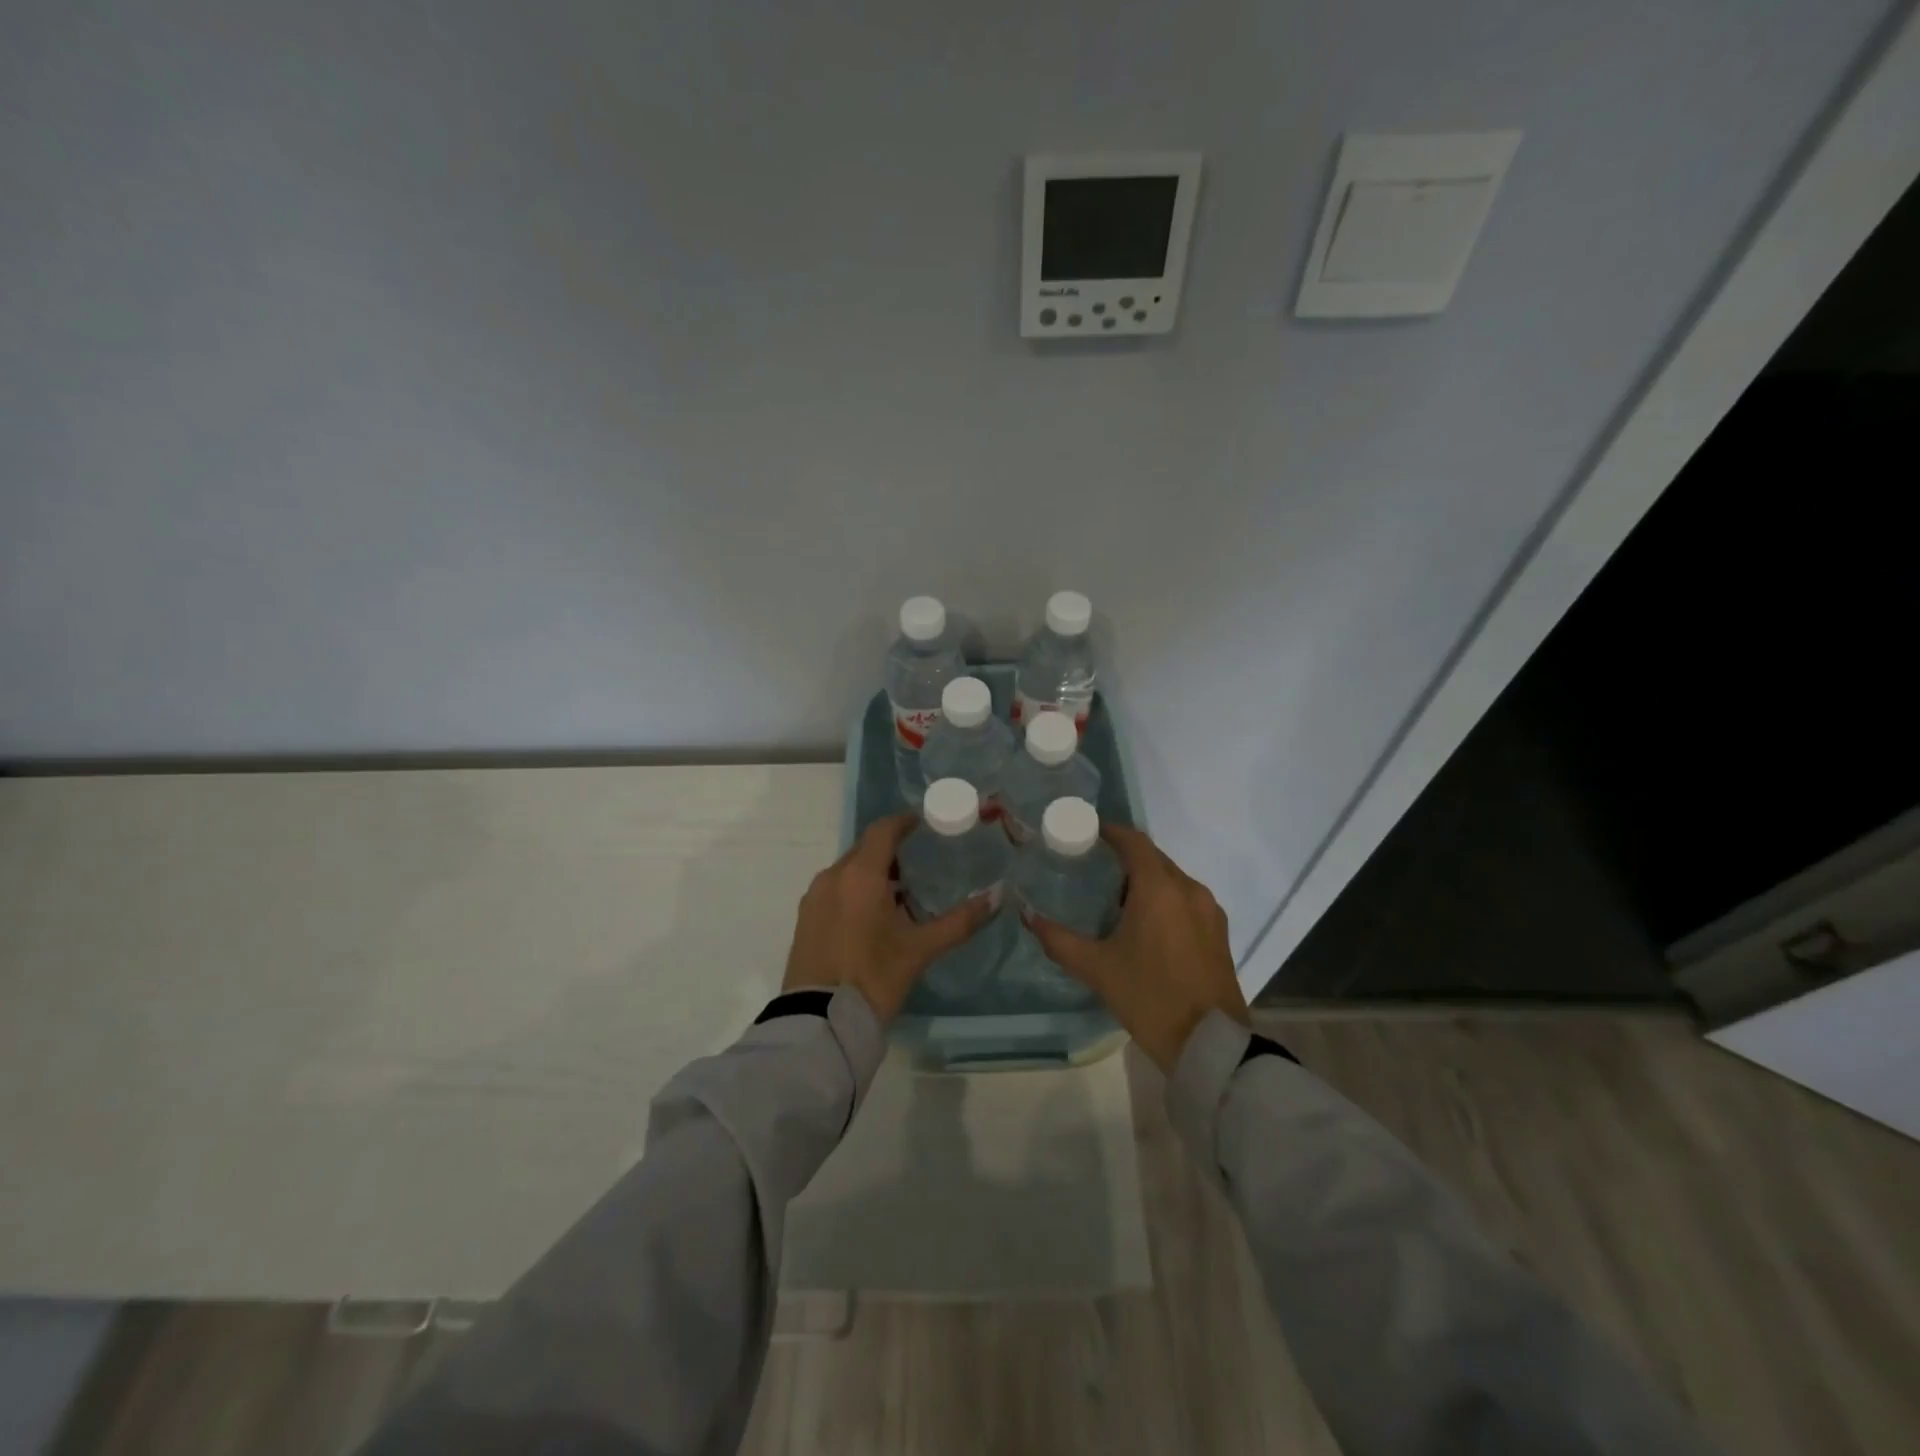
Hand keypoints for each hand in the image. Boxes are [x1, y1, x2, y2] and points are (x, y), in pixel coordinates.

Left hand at [782, 811, 995, 1023]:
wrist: (819, 1024)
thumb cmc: (874, 977)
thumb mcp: (921, 948)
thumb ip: (960, 920)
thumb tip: (998, 896)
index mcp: (860, 875)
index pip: (883, 830)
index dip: (905, 822)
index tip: (927, 823)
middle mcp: (832, 877)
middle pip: (865, 849)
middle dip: (892, 850)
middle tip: (922, 861)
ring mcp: (814, 898)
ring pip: (848, 871)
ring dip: (874, 872)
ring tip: (902, 892)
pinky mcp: (805, 919)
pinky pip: (835, 890)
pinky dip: (855, 891)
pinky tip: (874, 915)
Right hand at [1026, 823, 1249, 1073]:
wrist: (1209, 1044)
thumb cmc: (1149, 997)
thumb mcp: (1097, 969)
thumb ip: (1059, 939)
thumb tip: (1028, 916)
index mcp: (1159, 888)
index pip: (1134, 841)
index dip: (1110, 832)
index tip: (1086, 833)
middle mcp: (1188, 889)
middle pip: (1153, 858)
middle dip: (1125, 858)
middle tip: (1093, 869)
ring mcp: (1209, 911)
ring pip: (1172, 879)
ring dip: (1146, 880)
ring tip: (1116, 900)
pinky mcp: (1219, 932)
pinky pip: (1187, 900)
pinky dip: (1165, 900)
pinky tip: (1146, 925)